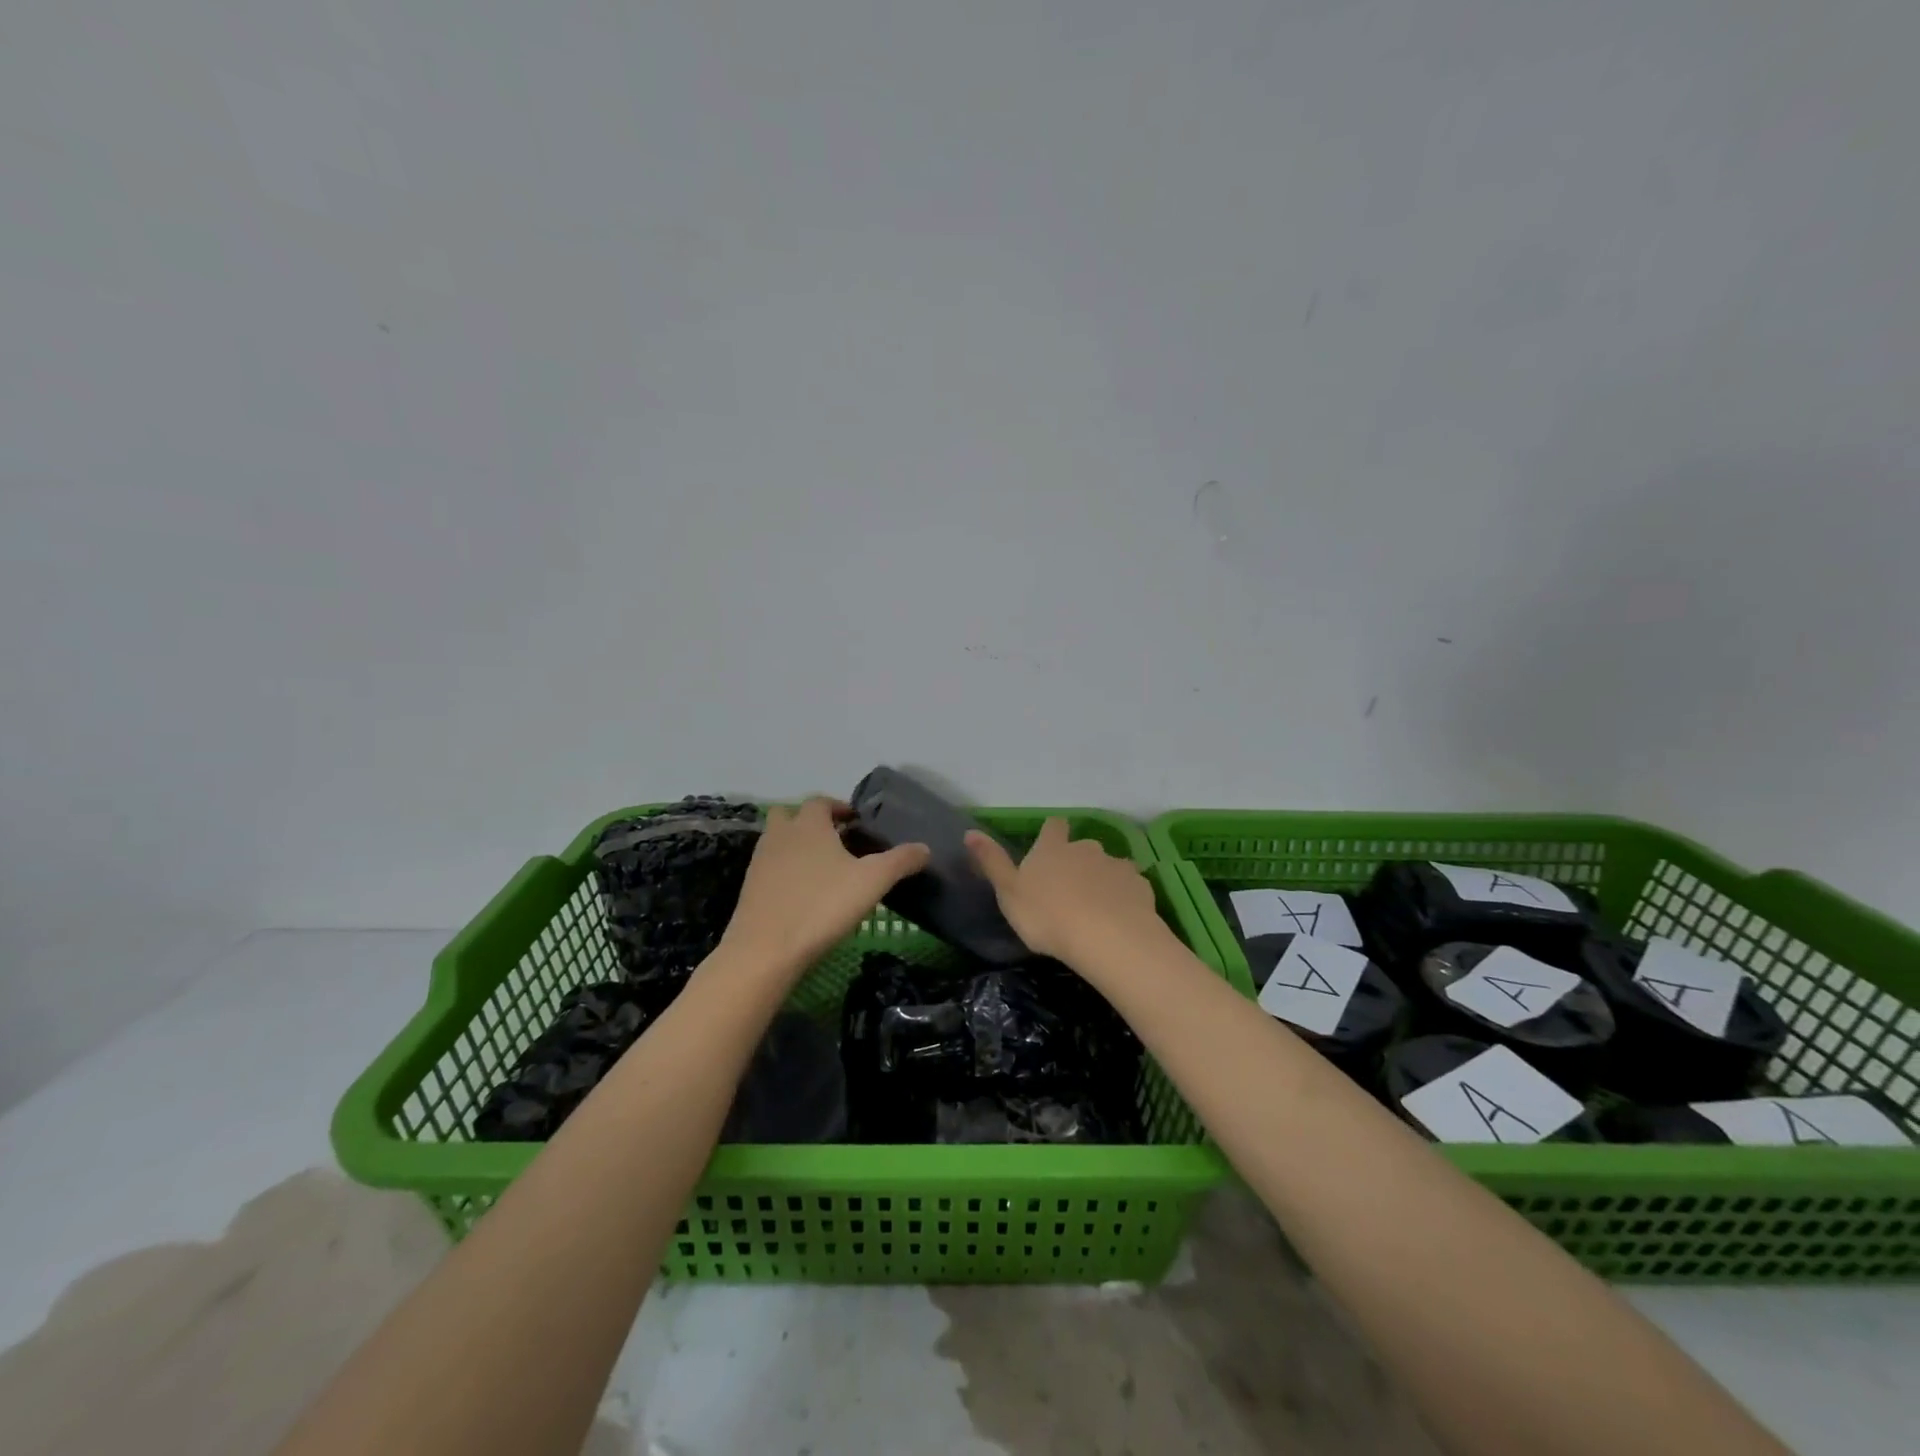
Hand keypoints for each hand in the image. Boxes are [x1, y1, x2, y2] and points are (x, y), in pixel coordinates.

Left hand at [719, 798, 929, 976]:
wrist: (765, 951)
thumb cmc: (822, 906)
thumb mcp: (872, 882)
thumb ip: (900, 861)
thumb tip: (925, 848)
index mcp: (809, 825)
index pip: (820, 801)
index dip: (839, 807)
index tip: (856, 821)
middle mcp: (780, 836)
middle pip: (790, 815)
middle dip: (811, 822)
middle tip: (836, 841)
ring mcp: (760, 862)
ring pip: (777, 842)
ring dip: (797, 846)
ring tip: (823, 870)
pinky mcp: (750, 889)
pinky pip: (770, 869)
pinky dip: (785, 873)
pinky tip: (804, 895)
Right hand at [964, 817, 1164, 967]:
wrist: (1107, 937)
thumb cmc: (1048, 916)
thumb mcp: (1009, 892)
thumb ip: (991, 862)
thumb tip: (970, 832)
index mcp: (1053, 848)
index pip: (1054, 826)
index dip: (1052, 834)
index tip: (1049, 849)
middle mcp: (1086, 848)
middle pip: (1083, 847)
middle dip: (1078, 862)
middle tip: (1069, 891)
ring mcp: (1117, 865)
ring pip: (1109, 866)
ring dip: (1103, 880)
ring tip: (1097, 909)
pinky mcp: (1140, 885)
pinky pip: (1130, 887)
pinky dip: (1125, 897)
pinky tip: (1120, 918)